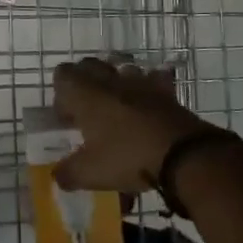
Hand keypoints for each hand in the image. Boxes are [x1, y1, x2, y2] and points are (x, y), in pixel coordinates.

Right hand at [51, 58, 242, 194]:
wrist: (184, 154)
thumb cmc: (128, 157)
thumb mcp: (91, 173)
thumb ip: (68, 173)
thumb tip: (58, 176)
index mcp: (86, 94)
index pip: (62, 75)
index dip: (61, 94)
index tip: (67, 119)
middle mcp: (110, 80)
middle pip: (89, 66)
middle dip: (85, 84)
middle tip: (88, 113)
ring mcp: (140, 82)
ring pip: (120, 69)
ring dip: (115, 83)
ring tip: (118, 110)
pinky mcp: (165, 90)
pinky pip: (153, 79)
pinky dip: (148, 89)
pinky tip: (148, 107)